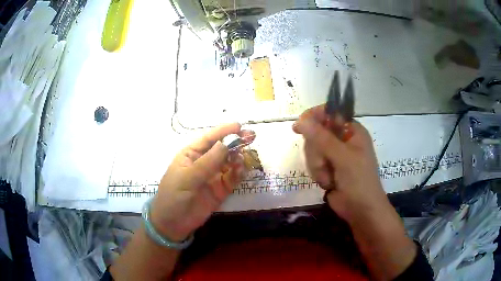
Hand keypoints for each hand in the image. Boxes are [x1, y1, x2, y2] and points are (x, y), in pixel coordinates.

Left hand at [150, 123, 254, 241]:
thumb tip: (225, 144)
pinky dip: (239, 173)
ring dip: (239, 157)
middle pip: (222, 149)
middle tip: (251, 137)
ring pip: (229, 162)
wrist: (172, 224)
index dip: (223, 131)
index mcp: (191, 155)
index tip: (239, 126)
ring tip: (245, 158)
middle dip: (236, 142)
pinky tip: (242, 170)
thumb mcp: (187, 178)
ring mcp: (213, 176)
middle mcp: (203, 163)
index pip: (208, 139)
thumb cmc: (173, 196)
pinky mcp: (220, 190)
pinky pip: (232, 178)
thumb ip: (207, 163)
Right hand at [293, 105, 416, 279]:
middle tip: (325, 163)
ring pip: (312, 149)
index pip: (330, 113)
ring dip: (318, 165)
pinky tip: (328, 182)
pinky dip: (318, 173)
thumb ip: (322, 138)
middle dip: (317, 151)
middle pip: (317, 133)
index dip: (314, 116)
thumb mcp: (343, 158)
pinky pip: (313, 162)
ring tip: (330, 177)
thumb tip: (301, 120)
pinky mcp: (328, 167)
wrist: (361, 210)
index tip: (299, 125)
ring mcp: (334, 154)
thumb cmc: (359, 181)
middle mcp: (342, 139)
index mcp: (352, 130)